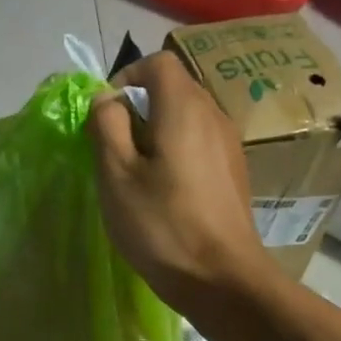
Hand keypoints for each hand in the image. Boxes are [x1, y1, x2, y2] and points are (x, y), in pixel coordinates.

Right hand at [87, 53, 278, 315]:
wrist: (222, 278)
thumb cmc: (161, 224)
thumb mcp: (116, 174)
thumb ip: (106, 126)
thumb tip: (105, 98)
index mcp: (184, 108)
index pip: (158, 62)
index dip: (126, 77)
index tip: (105, 114)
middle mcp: (214, 115)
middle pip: (174, 89)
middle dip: (139, 108)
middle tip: (115, 149)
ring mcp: (230, 145)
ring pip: (187, 118)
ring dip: (156, 133)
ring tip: (137, 174)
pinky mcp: (235, 172)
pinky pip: (200, 143)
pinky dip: (177, 152)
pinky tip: (165, 192)